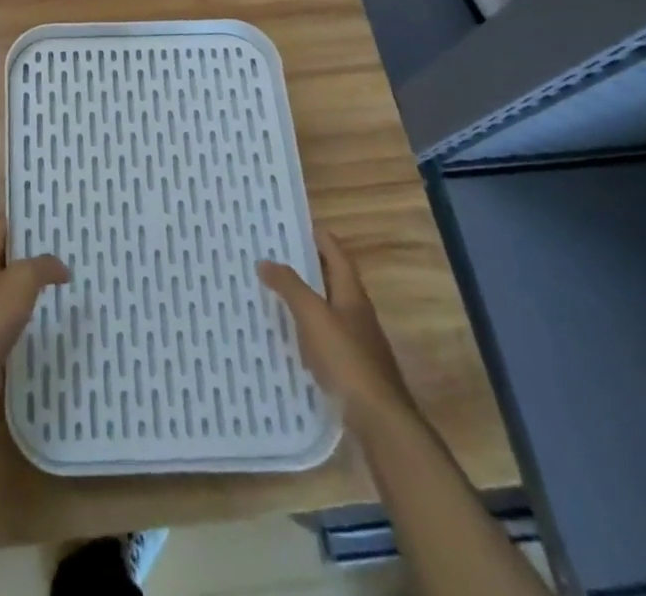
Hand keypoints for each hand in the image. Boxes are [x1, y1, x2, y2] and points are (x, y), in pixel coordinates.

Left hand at [0, 215, 69, 419]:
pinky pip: (17, 326)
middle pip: (9, 259)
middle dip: (35, 254)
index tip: (49, 214)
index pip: (0, 225)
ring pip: (14, 293)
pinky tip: (57, 324)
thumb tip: (63, 268)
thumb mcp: (20, 279)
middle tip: (69, 250)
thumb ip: (43, 266)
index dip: (21, 216)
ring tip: (69, 285)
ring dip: (36, 290)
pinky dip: (34, 323)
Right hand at [259, 227, 411, 411]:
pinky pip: (325, 338)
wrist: (380, 422)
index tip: (296, 225)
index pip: (337, 254)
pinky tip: (289, 338)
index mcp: (353, 294)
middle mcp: (358, 314)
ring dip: (306, 299)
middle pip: (333, 281)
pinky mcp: (352, 369)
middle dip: (308, 267)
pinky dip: (308, 330)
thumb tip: (265, 261)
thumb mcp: (313, 316)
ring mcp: (358, 343)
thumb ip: (290, 287)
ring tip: (275, 293)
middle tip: (275, 256)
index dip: (320, 237)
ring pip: (328, 310)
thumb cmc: (347, 359)